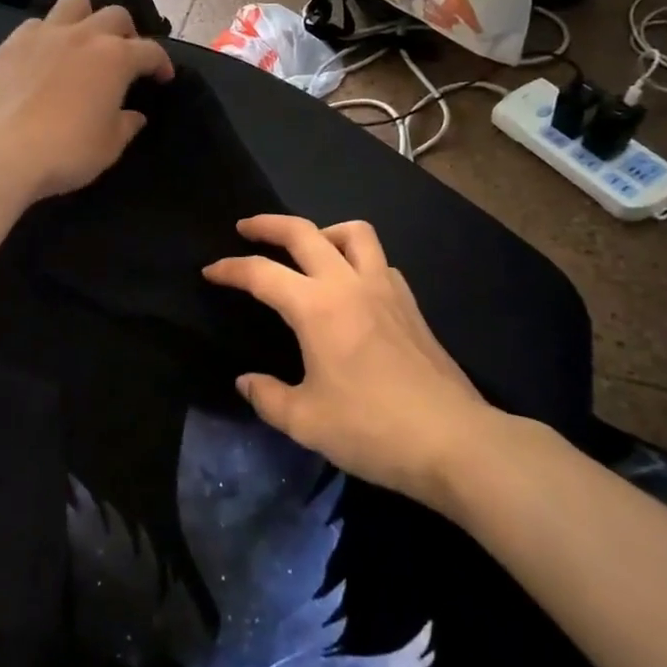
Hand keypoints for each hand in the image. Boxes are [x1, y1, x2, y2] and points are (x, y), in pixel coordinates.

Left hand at [0, 0, 173, 200]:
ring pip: (74, 3)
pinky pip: (36, 24)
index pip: (150, 51)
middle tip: (124, 56)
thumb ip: (126, 125)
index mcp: (115, 58)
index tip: (162, 78)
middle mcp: (83, 35)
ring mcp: (44, 34)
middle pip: (115, 15)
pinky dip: (48, 33)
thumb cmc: (66, 152)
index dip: (161, 63)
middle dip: (126, 33)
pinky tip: (44, 55)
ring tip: (84, 41)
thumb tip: (134, 115)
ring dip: (87, 18)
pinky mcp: (12, 43)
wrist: (2, 152)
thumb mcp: (109, 147)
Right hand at [203, 214, 504, 510]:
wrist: (456, 442)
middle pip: (304, 232)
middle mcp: (349, 284)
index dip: (230, 269)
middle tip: (246, 227)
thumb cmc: (373, 429)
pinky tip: (353, 287)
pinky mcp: (411, 305)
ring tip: (309, 248)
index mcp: (316, 307)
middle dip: (269, 224)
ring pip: (354, 233)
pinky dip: (358, 260)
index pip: (261, 273)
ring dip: (324, 231)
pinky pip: (380, 262)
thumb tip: (247, 381)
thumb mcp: (306, 421)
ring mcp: (385, 290)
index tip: (210, 271)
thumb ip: (268, 397)